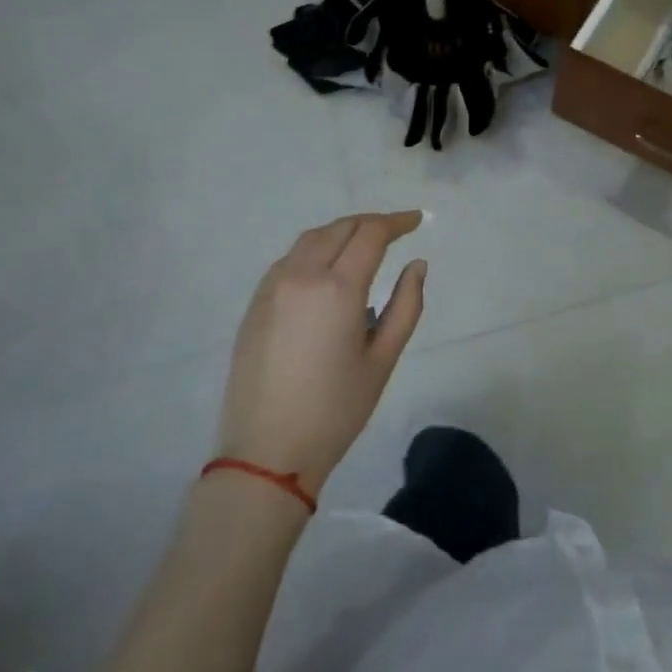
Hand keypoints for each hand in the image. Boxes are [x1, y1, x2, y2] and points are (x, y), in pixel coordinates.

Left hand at [219, 212, 427, 494]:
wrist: (267, 451)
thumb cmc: (336, 409)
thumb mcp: (383, 359)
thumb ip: (406, 305)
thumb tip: (416, 265)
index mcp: (337, 288)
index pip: (370, 234)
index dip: (397, 222)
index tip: (417, 220)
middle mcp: (301, 276)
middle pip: (339, 228)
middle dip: (370, 223)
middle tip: (395, 230)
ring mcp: (271, 288)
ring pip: (310, 240)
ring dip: (341, 233)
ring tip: (363, 245)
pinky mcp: (254, 305)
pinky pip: (289, 260)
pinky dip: (315, 251)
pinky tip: (328, 270)